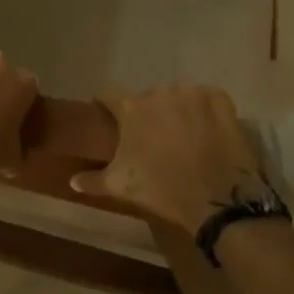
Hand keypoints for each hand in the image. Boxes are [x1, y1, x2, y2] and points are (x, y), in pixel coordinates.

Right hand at [71, 84, 265, 235]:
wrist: (217, 200)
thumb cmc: (161, 189)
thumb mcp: (120, 186)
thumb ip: (93, 180)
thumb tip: (72, 181)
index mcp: (131, 107)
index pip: (109, 93)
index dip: (107, 104)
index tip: (108, 116)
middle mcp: (160, 92)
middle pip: (147, 96)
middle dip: (147, 112)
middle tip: (151, 136)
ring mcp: (193, 94)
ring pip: (177, 95)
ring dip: (176, 108)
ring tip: (182, 133)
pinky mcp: (221, 101)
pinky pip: (208, 97)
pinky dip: (206, 108)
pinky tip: (207, 127)